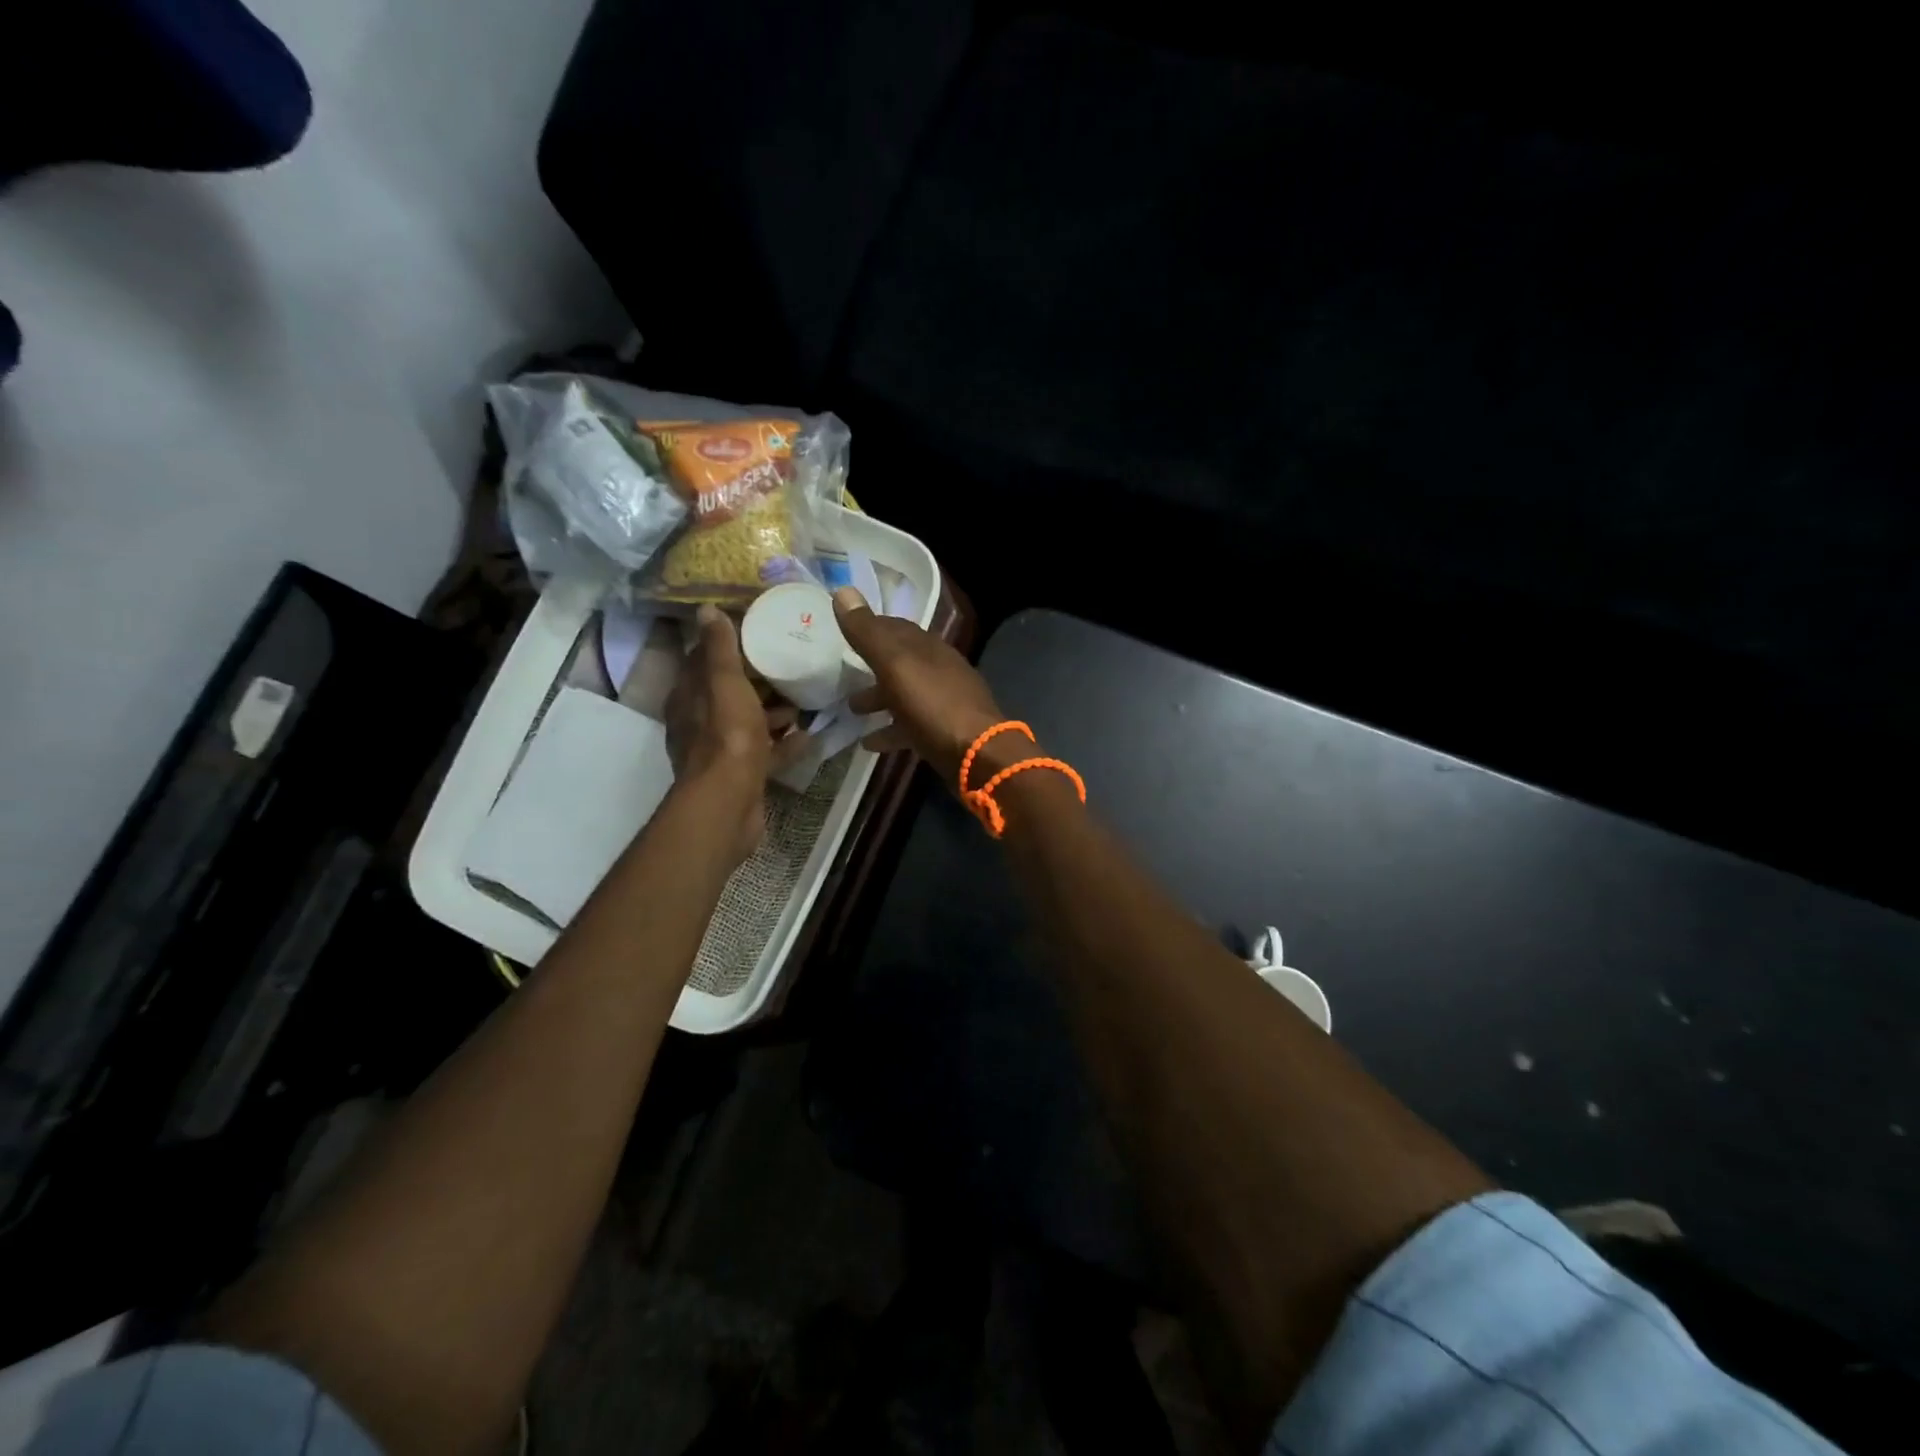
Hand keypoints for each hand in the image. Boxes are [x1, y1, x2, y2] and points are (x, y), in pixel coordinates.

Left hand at [666, 605, 798, 863]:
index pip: (702, 662)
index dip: (727, 646)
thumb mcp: (725, 683)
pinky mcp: (741, 775)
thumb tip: (706, 610)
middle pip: (729, 694)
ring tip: (804, 701)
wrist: (729, 801)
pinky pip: (765, 753)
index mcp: (689, 698)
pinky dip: (784, 744)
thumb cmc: (727, 736)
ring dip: (773, 713)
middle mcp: (699, 723)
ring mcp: (721, 752)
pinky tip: (809, 736)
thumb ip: (719, 648)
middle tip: (789, 665)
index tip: (757, 633)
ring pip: (749, 724)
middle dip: (757, 681)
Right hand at [832, 587, 1013, 788]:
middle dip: (872, 666)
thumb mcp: (895, 666)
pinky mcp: (945, 732)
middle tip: (843, 675)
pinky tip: (870, 744)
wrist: (979, 755)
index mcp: (928, 648)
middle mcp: (939, 670)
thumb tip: (843, 590)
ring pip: (905, 694)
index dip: (870, 627)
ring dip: (879, 700)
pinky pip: (911, 726)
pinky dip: (890, 731)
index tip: (845, 631)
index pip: (896, 628)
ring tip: (852, 711)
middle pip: (900, 662)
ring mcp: (944, 702)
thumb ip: (868, 633)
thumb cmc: (934, 705)